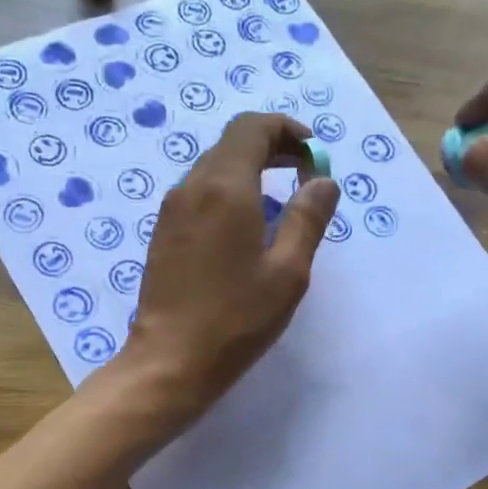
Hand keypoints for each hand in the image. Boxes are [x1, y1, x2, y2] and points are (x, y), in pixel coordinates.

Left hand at [117, 112, 339, 421]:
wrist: (170, 361)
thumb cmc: (236, 319)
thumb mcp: (288, 272)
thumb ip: (308, 218)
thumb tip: (323, 180)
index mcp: (225, 187)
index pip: (252, 128)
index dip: (287, 131)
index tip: (313, 155)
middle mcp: (192, 187)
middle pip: (232, 144)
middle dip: (272, 149)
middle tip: (305, 174)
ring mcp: (172, 211)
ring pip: (213, 169)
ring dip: (249, 171)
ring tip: (281, 203)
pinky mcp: (163, 234)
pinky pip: (199, 195)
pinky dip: (229, 193)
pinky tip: (247, 228)